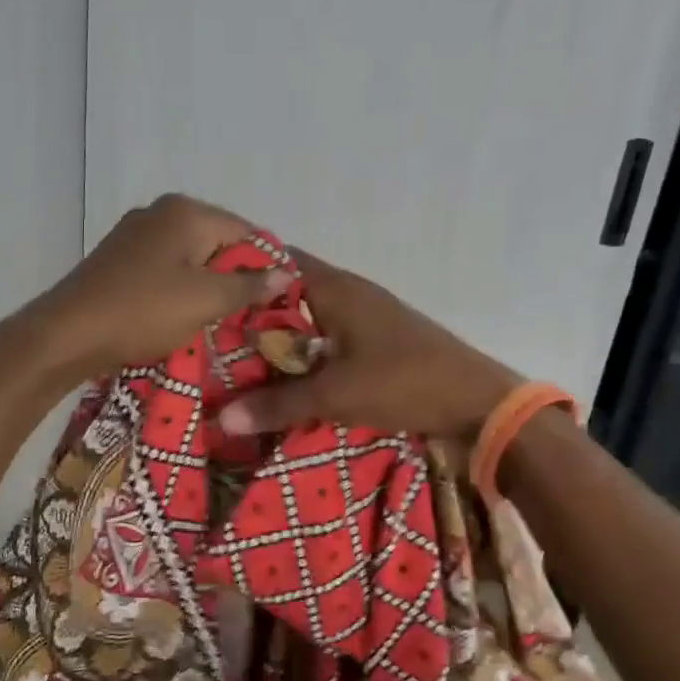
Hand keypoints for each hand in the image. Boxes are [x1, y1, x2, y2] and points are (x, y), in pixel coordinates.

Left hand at [19, 194, 292, 382]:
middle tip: (251, 317)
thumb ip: (250, 285)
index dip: (267, 266)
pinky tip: (182, 318)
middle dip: (236, 278)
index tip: (278, 303)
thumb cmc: (143, 311)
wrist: (67, 334)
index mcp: (186, 211)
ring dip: (207, 288)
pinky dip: (179, 292)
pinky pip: (164, 271)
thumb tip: (288, 271)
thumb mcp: (206, 300)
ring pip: (189, 260)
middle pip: (217, 243)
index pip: (246, 232)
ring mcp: (134, 235)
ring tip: (220, 323)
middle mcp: (160, 213)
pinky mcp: (117, 261)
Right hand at [217, 252, 521, 438]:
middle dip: (250, 309)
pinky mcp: (373, 340)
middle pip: (286, 291)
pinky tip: (279, 372)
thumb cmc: (405, 383)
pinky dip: (299, 349)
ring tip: (231, 354)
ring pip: (305, 316)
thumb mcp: (336, 395)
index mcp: (335, 288)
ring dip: (276, 333)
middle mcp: (347, 292)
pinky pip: (323, 336)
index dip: (239, 270)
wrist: (478, 403)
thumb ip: (278, 405)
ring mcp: (363, 315)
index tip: (201, 288)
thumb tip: (220, 419)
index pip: (276, 261)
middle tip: (206, 331)